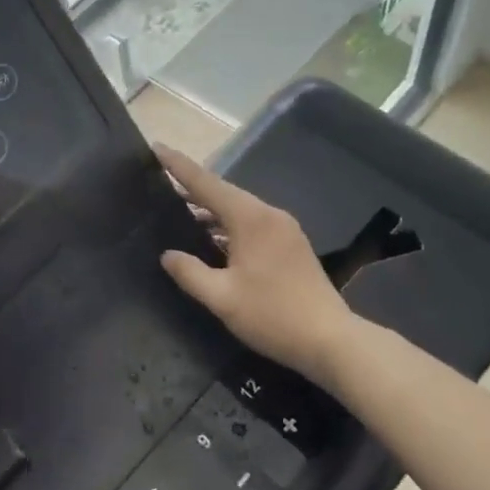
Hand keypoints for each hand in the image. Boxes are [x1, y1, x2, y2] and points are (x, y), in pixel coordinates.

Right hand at [155, 144, 353, 389]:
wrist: (332, 341)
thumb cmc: (273, 316)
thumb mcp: (222, 298)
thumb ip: (190, 273)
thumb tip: (167, 254)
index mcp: (250, 219)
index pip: (206, 183)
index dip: (179, 166)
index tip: (156, 148)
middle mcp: (268, 214)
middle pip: (223, 193)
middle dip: (192, 186)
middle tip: (161, 181)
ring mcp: (284, 229)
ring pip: (238, 209)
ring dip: (210, 209)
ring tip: (179, 211)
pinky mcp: (291, 245)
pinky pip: (251, 223)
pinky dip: (227, 224)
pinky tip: (212, 238)